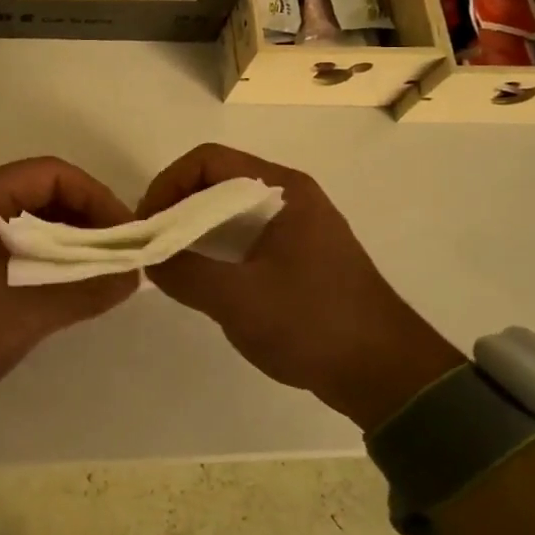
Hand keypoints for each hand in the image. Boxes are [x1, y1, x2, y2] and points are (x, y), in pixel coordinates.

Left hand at [0, 158, 139, 413]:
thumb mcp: (25, 312)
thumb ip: (83, 291)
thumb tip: (134, 277)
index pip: (51, 174)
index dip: (96, 197)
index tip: (126, 233)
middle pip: (41, 191)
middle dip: (85, 217)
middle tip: (120, 253)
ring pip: (29, 218)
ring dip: (67, 239)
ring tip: (102, 268)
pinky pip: (14, 241)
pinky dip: (45, 255)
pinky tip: (67, 282)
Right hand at [138, 144, 462, 428]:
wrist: (387, 375)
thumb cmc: (314, 324)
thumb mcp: (238, 300)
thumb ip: (185, 274)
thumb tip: (147, 259)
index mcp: (282, 190)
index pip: (208, 160)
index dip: (168, 184)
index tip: (146, 224)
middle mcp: (289, 196)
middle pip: (216, 181)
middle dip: (176, 208)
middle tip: (150, 245)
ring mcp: (296, 226)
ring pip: (228, 210)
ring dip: (193, 230)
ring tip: (168, 263)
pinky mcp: (297, 254)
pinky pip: (243, 235)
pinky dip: (214, 247)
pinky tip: (200, 278)